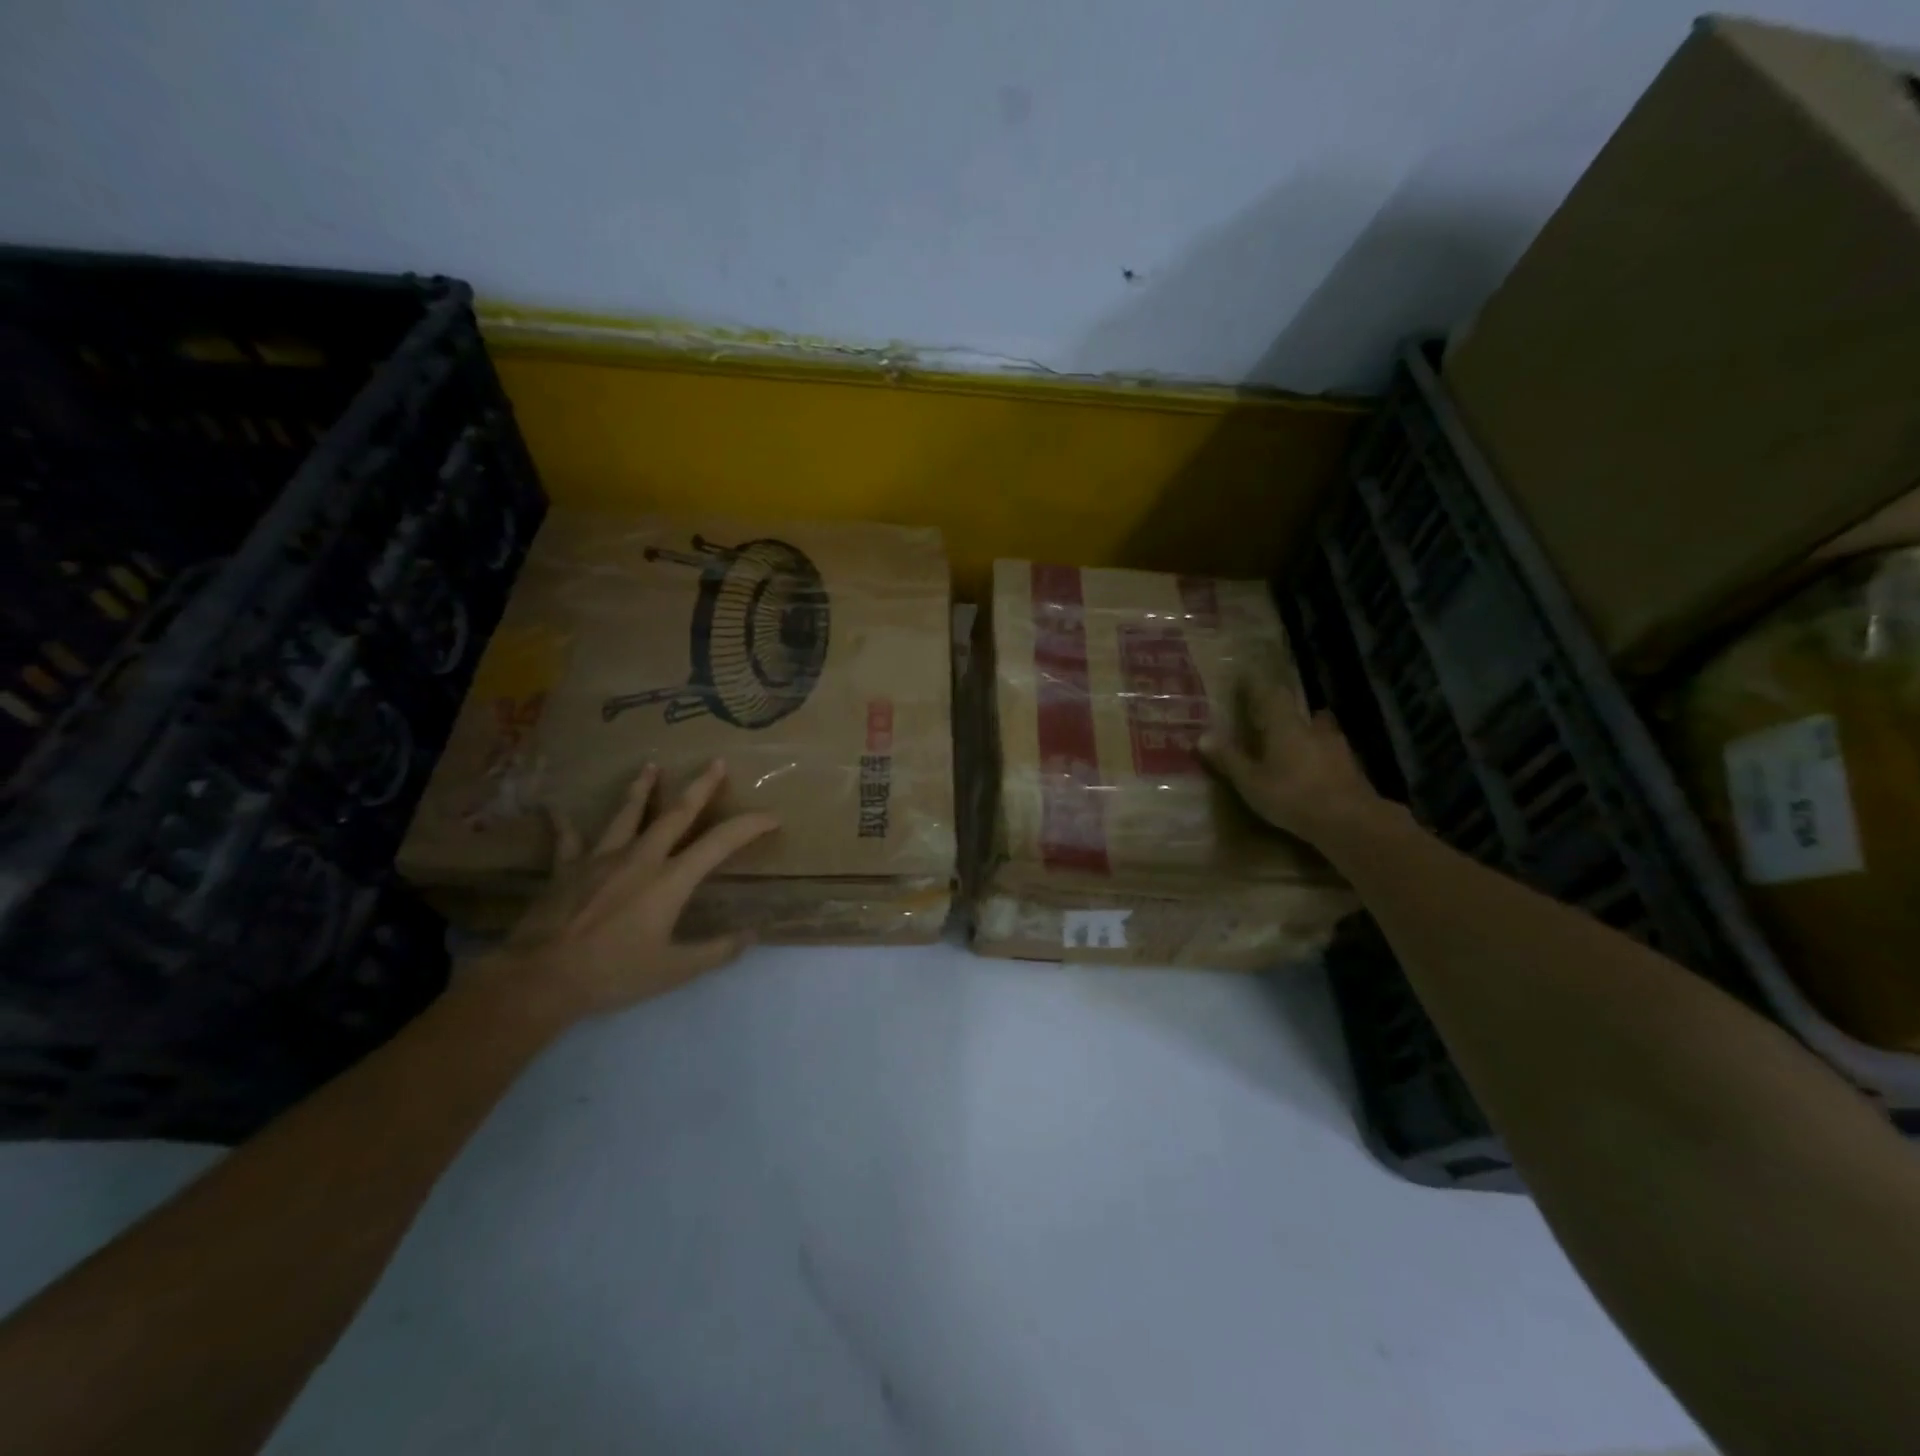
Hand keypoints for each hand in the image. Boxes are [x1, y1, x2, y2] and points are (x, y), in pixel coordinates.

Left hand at [480, 759, 778, 1026]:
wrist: (541, 979)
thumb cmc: (613, 973)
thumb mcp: (674, 970)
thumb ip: (715, 951)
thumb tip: (752, 935)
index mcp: (670, 880)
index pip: (719, 843)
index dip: (749, 826)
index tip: (772, 817)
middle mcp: (640, 858)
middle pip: (676, 813)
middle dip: (700, 787)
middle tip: (716, 762)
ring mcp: (601, 859)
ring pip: (626, 814)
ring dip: (642, 789)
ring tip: (651, 765)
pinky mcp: (566, 869)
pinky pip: (567, 840)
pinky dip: (563, 824)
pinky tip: (554, 809)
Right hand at [1199, 679, 1387, 846]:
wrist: (1349, 821)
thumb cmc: (1292, 796)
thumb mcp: (1251, 781)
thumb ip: (1228, 758)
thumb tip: (1201, 736)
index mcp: (1285, 725)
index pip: (1271, 695)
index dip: (1258, 686)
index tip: (1246, 678)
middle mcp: (1313, 728)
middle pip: (1299, 710)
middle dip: (1285, 711)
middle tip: (1273, 715)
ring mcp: (1337, 747)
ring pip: (1320, 729)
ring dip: (1308, 731)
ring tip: (1297, 740)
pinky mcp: (1352, 767)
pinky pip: (1332, 751)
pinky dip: (1321, 754)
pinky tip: (1316, 767)